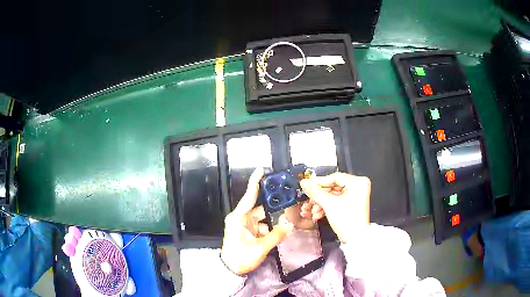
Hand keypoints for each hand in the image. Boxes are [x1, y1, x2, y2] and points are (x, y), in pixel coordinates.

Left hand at [221, 168, 294, 275]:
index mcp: (239, 218)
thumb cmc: (240, 257)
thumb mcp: (259, 248)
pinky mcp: (249, 232)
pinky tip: (280, 233)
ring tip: (287, 224)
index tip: (261, 170)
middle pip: (261, 208)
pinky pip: (263, 226)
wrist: (231, 269)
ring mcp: (245, 225)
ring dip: (273, 222)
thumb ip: (276, 236)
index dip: (255, 183)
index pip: (249, 196)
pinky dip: (271, 229)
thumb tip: (289, 225)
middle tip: (288, 206)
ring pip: (263, 219)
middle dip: (274, 209)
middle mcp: (241, 218)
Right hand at [300, 172, 370, 242]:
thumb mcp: (329, 205)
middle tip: (308, 201)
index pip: (335, 177)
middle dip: (318, 196)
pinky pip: (336, 201)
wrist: (355, 240)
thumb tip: (304, 182)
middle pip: (332, 187)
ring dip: (320, 203)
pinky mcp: (351, 204)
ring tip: (310, 211)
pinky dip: (326, 207)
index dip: (319, 182)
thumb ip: (315, 192)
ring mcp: (355, 196)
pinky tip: (317, 214)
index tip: (307, 185)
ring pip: (332, 195)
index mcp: (357, 183)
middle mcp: (358, 187)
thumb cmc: (347, 221)